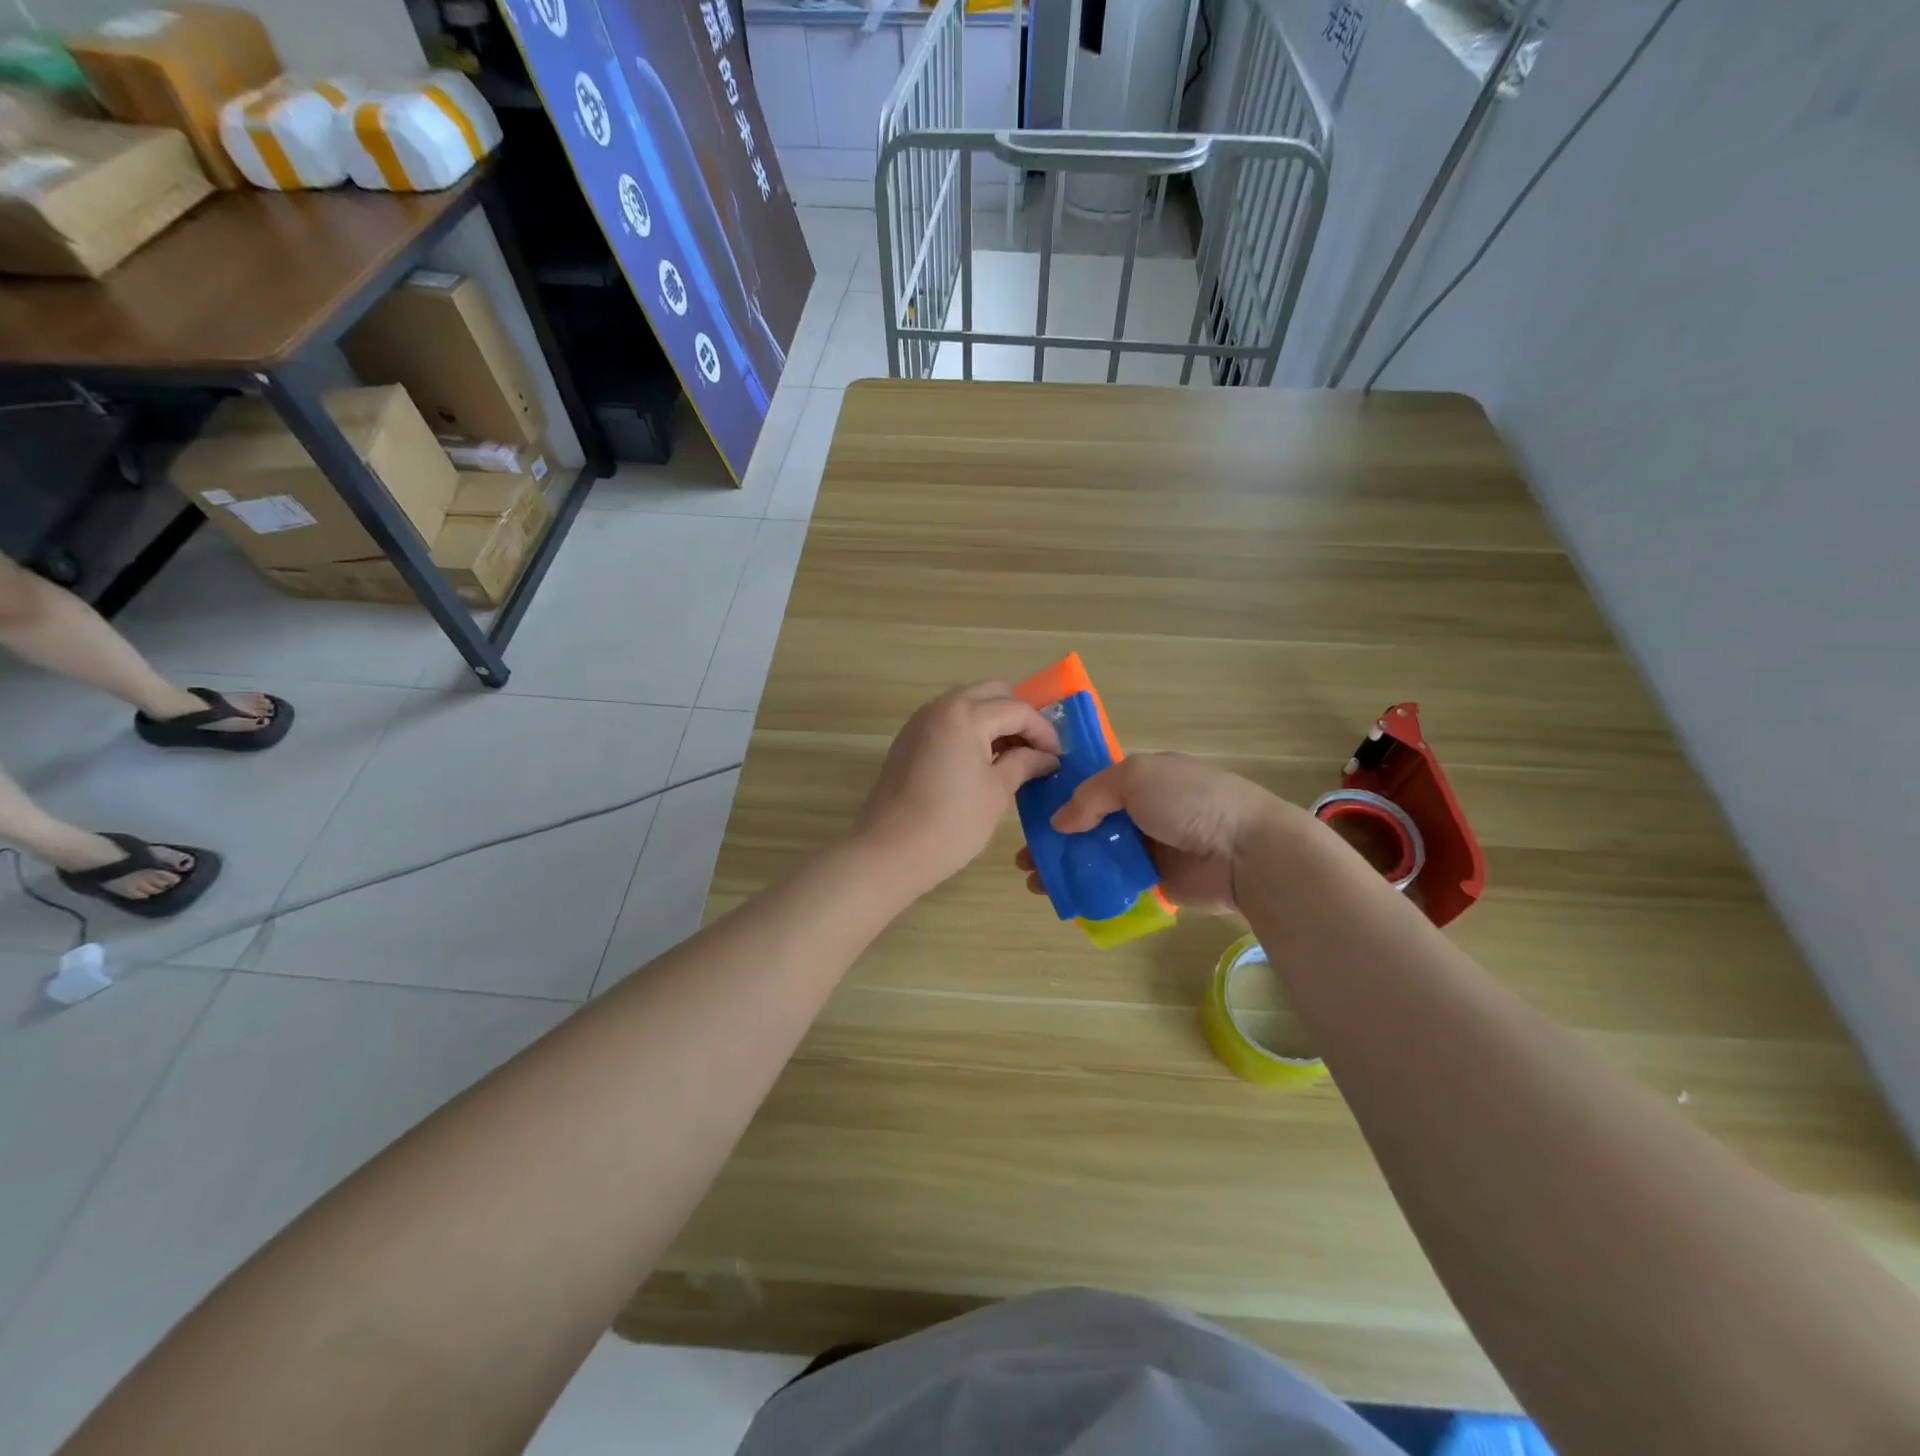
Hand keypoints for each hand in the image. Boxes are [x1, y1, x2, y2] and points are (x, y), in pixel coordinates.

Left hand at [856, 682, 1060, 896]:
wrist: (888, 851)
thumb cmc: (951, 823)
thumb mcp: (997, 792)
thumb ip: (1024, 764)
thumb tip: (1047, 757)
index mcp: (965, 714)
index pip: (1017, 709)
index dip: (1043, 732)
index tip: (1058, 757)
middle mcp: (940, 707)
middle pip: (991, 693)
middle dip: (1017, 716)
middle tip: (1033, 750)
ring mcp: (919, 722)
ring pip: (967, 704)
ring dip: (992, 722)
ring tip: (1010, 758)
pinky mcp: (907, 740)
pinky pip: (947, 721)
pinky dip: (969, 731)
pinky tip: (980, 763)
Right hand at [1017, 753, 1292, 913]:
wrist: (1247, 851)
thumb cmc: (1191, 801)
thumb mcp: (1136, 778)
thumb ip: (1092, 796)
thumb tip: (1060, 822)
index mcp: (1140, 778)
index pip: (1090, 786)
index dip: (1059, 799)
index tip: (1029, 817)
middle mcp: (1142, 811)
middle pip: (1088, 825)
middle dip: (1055, 840)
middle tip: (1025, 858)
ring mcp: (1148, 849)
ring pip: (1096, 857)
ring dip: (1065, 868)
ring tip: (1035, 882)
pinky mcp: (1155, 883)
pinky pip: (1115, 886)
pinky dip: (1090, 891)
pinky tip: (1064, 898)